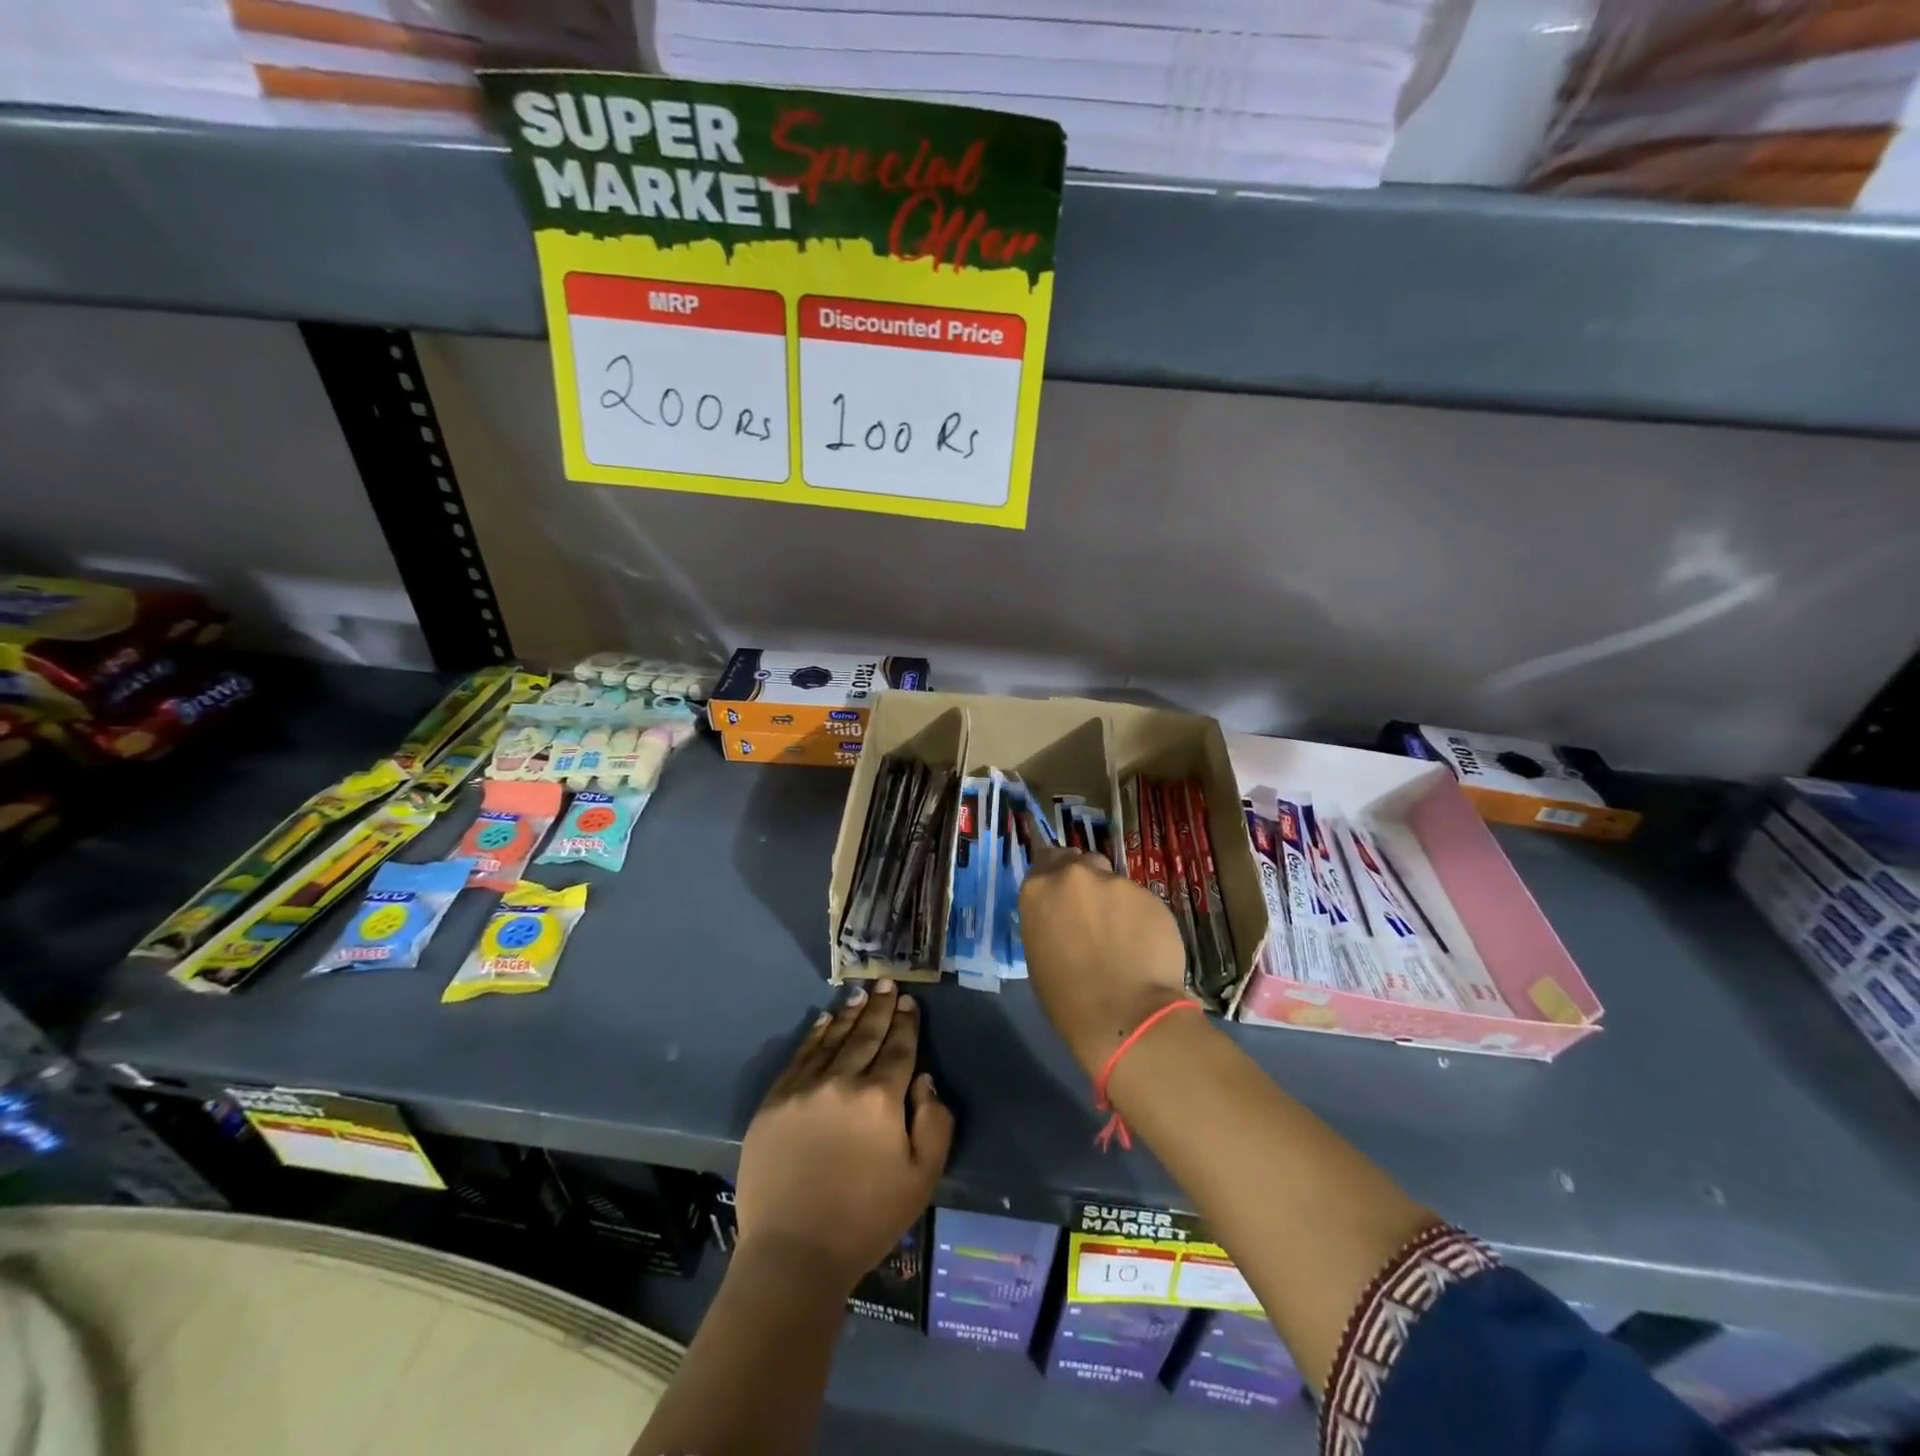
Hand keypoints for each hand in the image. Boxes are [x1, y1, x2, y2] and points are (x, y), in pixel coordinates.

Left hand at [735, 981, 953, 1292]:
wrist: (793, 1254)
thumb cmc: (866, 1219)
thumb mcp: (922, 1178)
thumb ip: (935, 1122)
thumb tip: (924, 1080)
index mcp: (880, 1098)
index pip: (898, 1049)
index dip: (906, 1023)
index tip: (909, 1002)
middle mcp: (842, 1081)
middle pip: (866, 1035)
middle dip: (880, 1008)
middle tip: (887, 983)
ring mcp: (804, 1089)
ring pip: (832, 1040)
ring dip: (849, 1015)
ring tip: (861, 994)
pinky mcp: (774, 1102)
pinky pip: (799, 1057)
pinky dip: (815, 1036)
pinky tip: (824, 1021)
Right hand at [1018, 844, 1190, 1077]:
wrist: (1125, 1014)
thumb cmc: (1067, 998)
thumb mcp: (1039, 953)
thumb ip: (1048, 919)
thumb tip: (1062, 917)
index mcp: (1038, 889)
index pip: (1043, 862)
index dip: (1053, 877)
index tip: (1060, 896)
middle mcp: (1075, 875)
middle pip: (1079, 862)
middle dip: (1083, 882)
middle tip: (1090, 913)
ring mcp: (1116, 882)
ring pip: (1112, 881)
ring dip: (1112, 900)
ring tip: (1120, 934)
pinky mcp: (1150, 895)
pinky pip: (1139, 901)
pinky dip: (1138, 916)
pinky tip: (1142, 944)